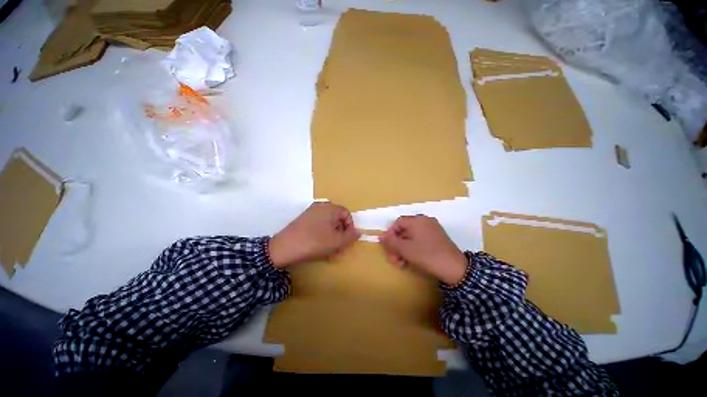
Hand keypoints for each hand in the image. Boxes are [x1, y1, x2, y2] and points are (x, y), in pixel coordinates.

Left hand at [268, 202, 359, 267]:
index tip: (348, 239)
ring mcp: (310, 213)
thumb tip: (358, 232)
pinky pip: (318, 226)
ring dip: (332, 237)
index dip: (350, 226)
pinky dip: (322, 235)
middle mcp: (320, 207)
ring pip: (327, 224)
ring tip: (330, 251)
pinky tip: (320, 248)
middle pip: (336, 219)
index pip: (346, 213)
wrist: (284, 248)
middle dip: (340, 233)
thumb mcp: (337, 241)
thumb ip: (350, 236)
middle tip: (340, 247)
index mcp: (330, 208)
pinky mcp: (303, 220)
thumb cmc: (315, 242)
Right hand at [380, 215, 466, 284]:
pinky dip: (413, 249)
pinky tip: (410, 261)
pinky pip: (420, 240)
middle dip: (396, 245)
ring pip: (411, 237)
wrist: (455, 269)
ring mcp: (432, 230)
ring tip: (401, 263)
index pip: (398, 223)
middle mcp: (425, 221)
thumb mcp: (405, 249)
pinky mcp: (437, 239)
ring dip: (403, 249)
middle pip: (404, 231)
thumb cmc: (426, 255)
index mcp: (417, 220)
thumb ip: (391, 241)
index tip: (388, 247)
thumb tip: (380, 236)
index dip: (390, 234)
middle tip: (394, 259)